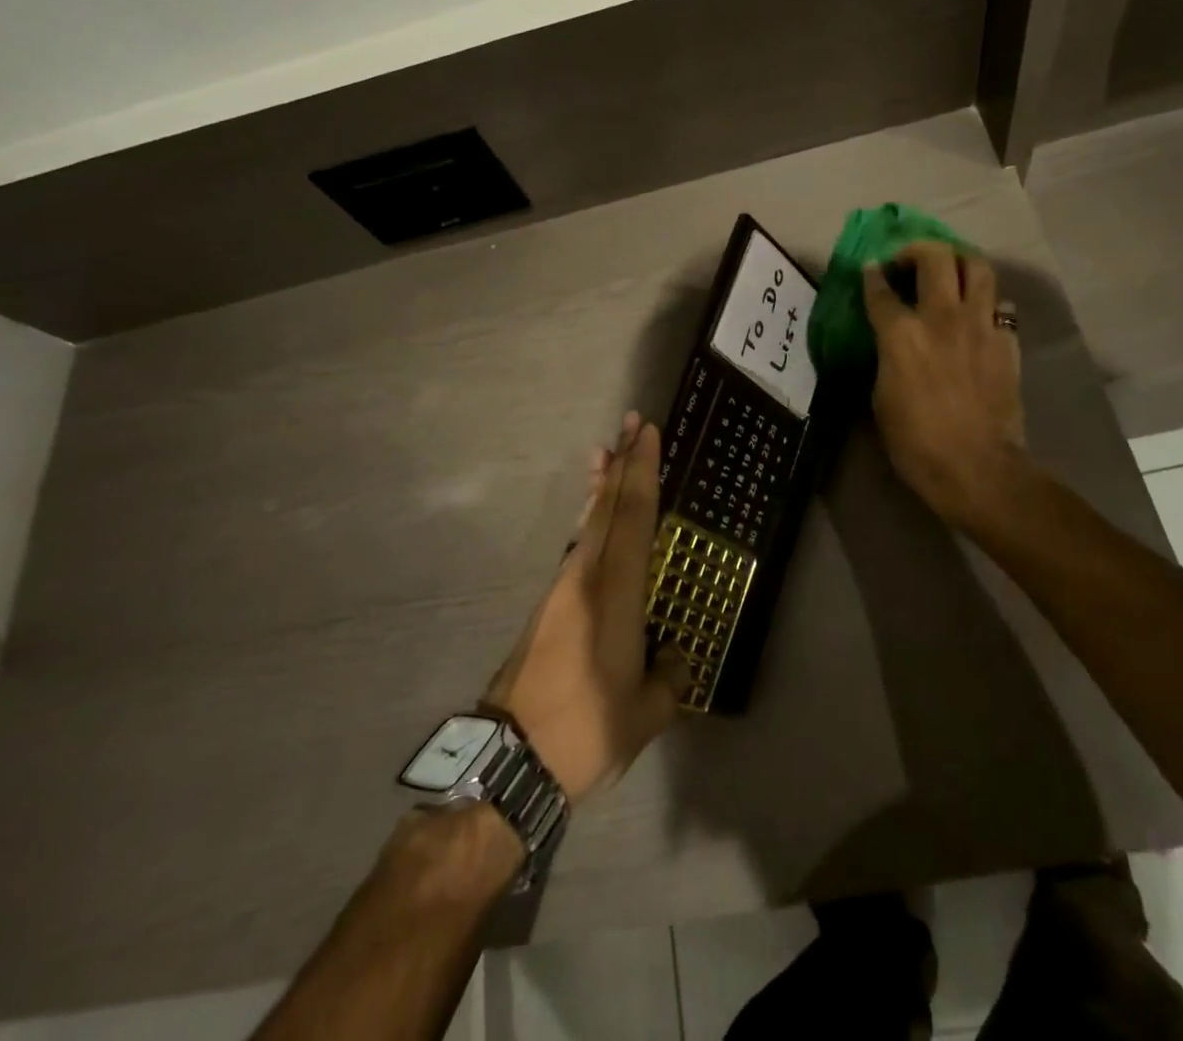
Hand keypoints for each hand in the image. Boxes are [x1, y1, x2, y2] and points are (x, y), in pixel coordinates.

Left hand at [485, 413, 689, 799]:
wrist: (510, 760)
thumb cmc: (586, 730)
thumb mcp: (647, 712)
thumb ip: (669, 676)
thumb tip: (672, 655)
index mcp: (614, 593)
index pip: (633, 517)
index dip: (642, 471)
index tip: (647, 433)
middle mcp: (585, 577)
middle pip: (606, 506)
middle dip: (621, 462)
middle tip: (632, 422)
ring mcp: (562, 589)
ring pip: (588, 522)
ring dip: (601, 484)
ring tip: (606, 451)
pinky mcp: (549, 607)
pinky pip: (578, 545)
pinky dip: (590, 517)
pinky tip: (593, 516)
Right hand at [862, 242, 1028, 535]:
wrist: (976, 466)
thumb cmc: (915, 442)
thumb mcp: (881, 397)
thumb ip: (885, 357)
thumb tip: (890, 341)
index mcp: (901, 334)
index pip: (880, 290)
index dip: (872, 276)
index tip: (871, 269)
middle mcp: (941, 317)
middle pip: (934, 258)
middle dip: (917, 250)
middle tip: (908, 262)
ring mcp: (979, 325)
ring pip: (976, 266)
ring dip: (958, 261)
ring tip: (948, 271)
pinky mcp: (1006, 341)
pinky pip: (999, 305)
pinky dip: (985, 302)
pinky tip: (977, 315)